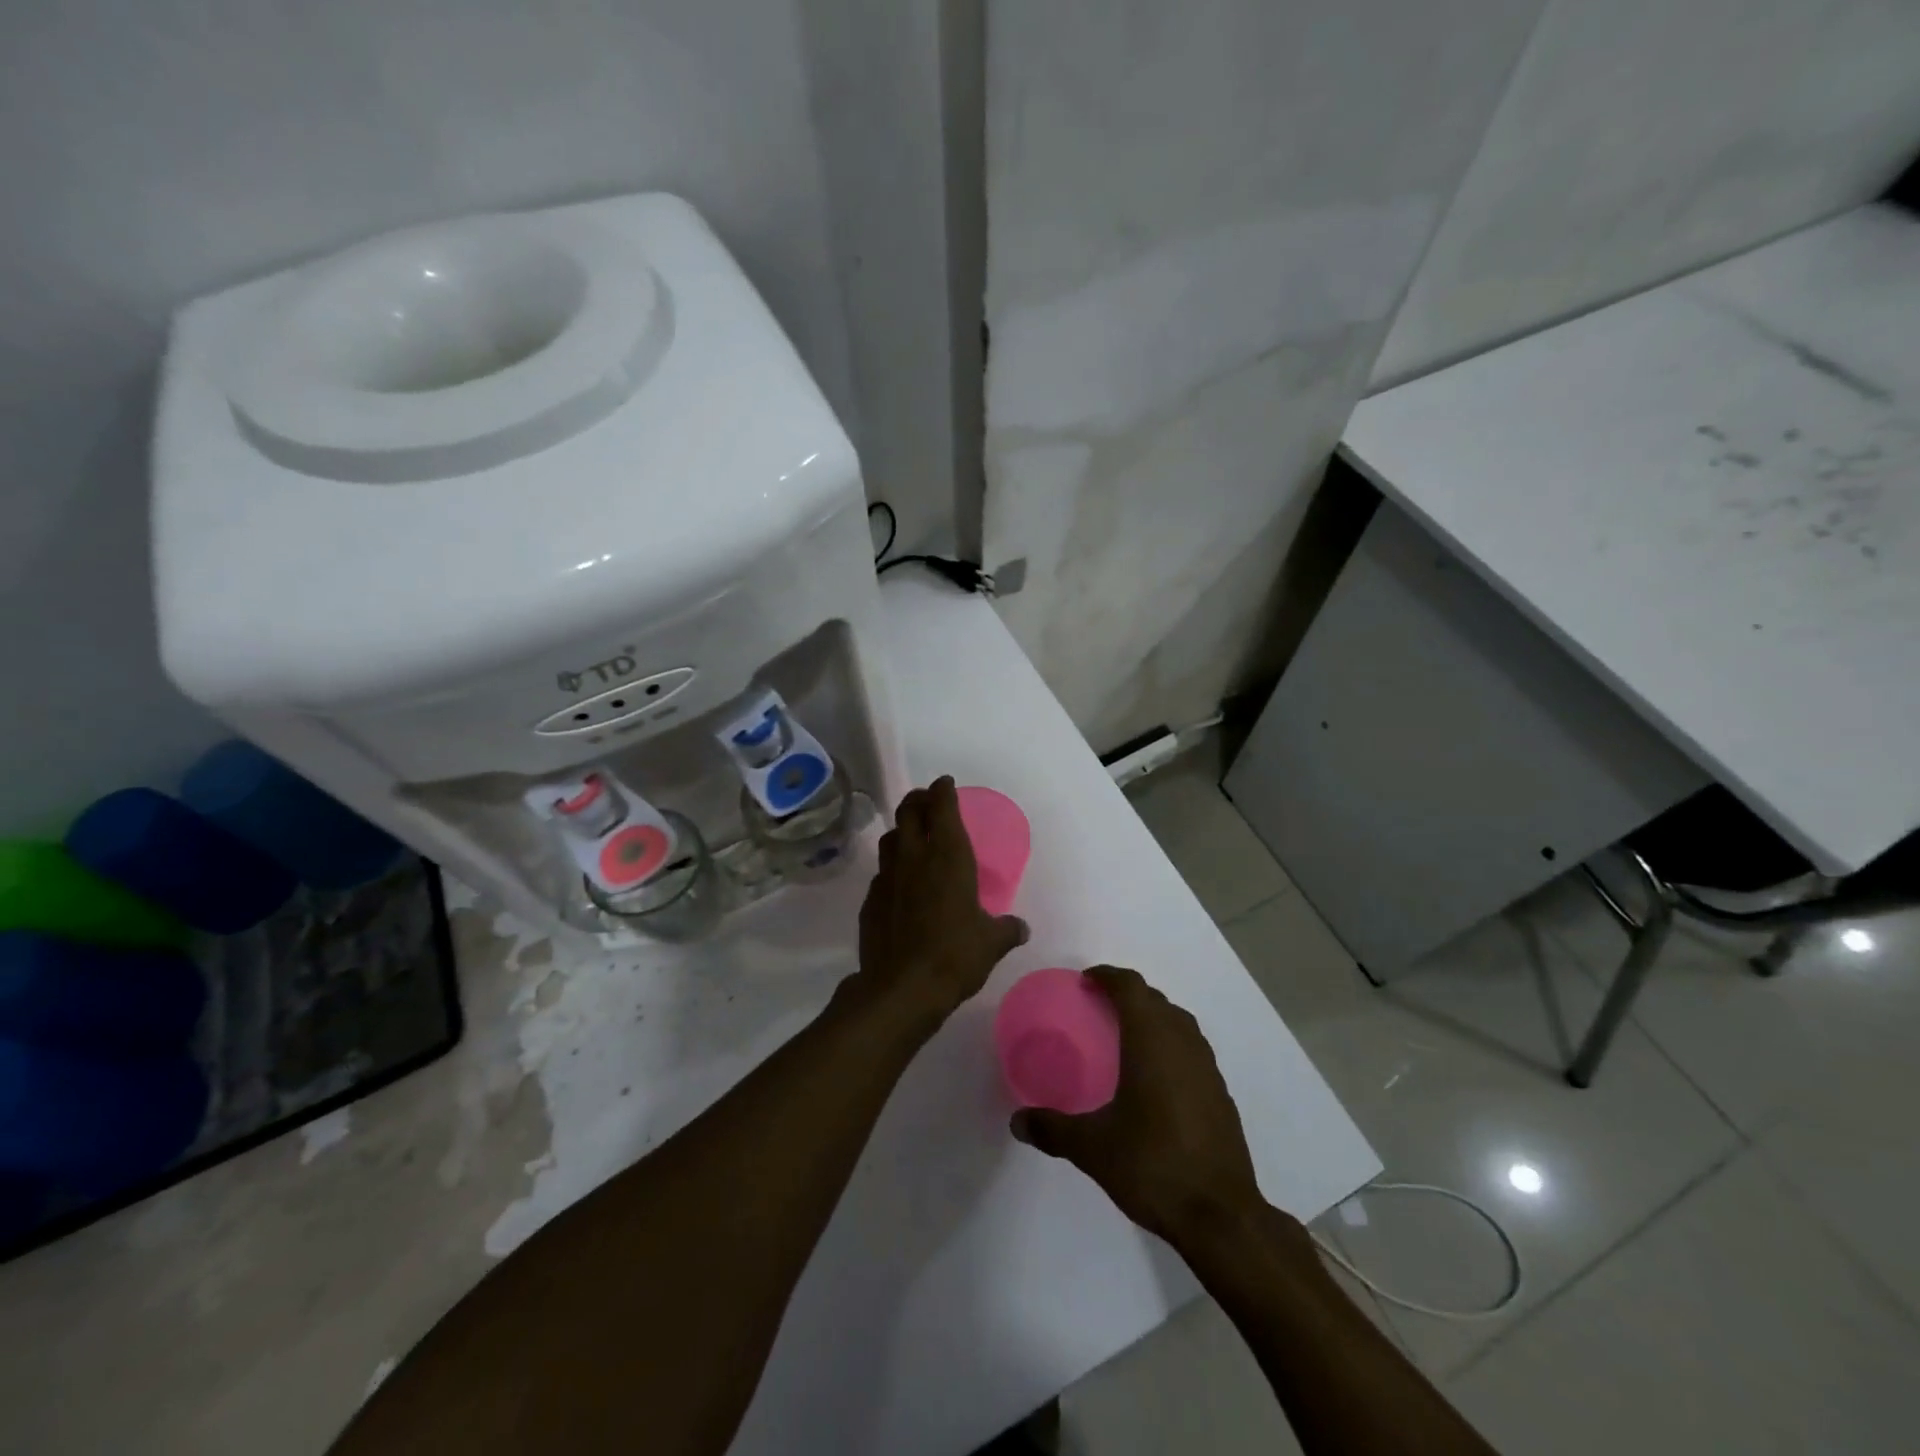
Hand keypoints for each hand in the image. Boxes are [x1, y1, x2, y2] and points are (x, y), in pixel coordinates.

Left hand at [855, 777, 1027, 1024]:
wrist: (902, 988)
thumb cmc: (955, 955)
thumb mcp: (992, 943)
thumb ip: (1007, 929)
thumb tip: (1021, 928)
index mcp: (948, 856)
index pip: (942, 806)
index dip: (943, 790)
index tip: (946, 783)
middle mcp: (915, 857)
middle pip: (909, 811)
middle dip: (918, 799)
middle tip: (927, 799)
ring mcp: (888, 877)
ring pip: (890, 837)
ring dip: (902, 829)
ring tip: (912, 834)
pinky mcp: (871, 900)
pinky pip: (882, 872)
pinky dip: (892, 866)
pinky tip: (900, 881)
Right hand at [1010, 966, 1261, 1244]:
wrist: (1221, 1216)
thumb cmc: (1152, 1166)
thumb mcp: (1092, 1148)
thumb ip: (1052, 1129)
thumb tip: (1017, 1121)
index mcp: (1151, 1042)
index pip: (1131, 987)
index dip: (1108, 976)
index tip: (1086, 981)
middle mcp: (1182, 1044)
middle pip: (1156, 1000)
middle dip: (1128, 994)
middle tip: (1099, 1006)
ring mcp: (1207, 1068)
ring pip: (1179, 1022)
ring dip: (1153, 1017)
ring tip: (1126, 1035)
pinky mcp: (1221, 1093)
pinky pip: (1192, 1049)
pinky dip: (1171, 1044)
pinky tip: (1156, 1076)